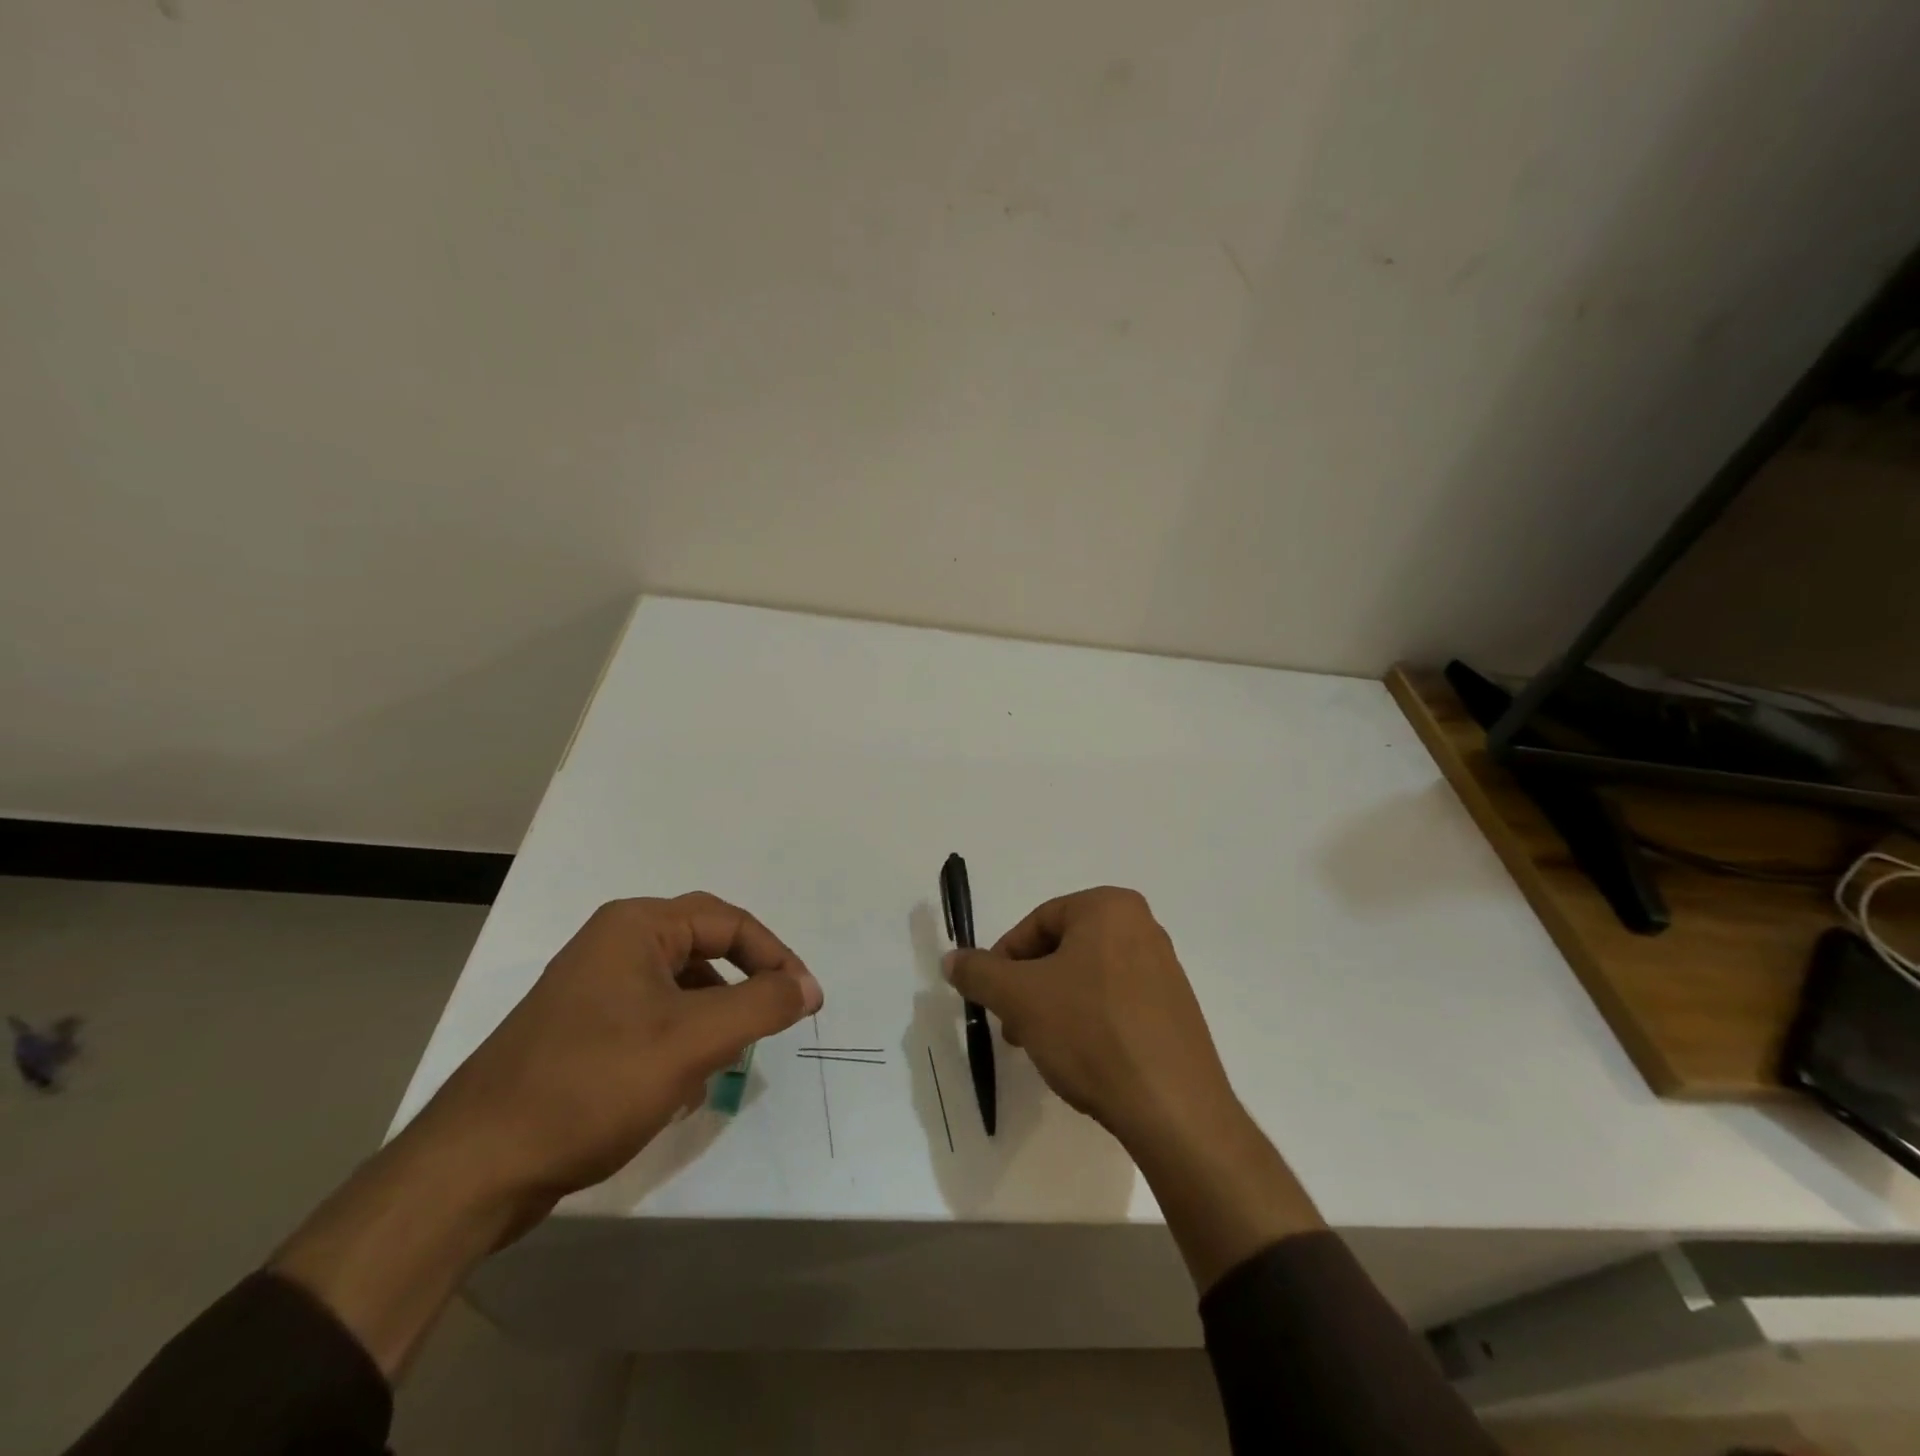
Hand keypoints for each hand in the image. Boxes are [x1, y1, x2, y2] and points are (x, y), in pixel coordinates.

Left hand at [409, 892, 823, 1219]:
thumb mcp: (693, 1040)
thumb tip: (807, 986)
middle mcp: (611, 944)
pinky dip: (678, 1043)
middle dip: (742, 988)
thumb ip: (762, 1004)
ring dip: (711, 1019)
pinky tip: (678, 1087)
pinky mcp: (579, 1031)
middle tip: (771, 1022)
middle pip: (703, 950)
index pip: (729, 922)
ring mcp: (590, 988)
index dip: (776, 957)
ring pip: (678, 989)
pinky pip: (650, 1019)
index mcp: (635, 926)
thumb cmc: (593, 1084)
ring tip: (723, 1061)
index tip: (805, 1002)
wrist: (474, 1168)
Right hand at [946, 886, 1322, 1288]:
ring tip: (1043, 1049)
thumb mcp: (1020, 998)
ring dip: (1055, 1007)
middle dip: (1030, 987)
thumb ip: (979, 973)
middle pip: (1063, 949)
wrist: (1173, 1108)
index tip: (991, 998)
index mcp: (1110, 907)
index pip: (1038, 922)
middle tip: (1013, 1027)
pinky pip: (1117, 1003)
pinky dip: (1089, 1022)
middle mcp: (1143, 927)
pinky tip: (1081, 1060)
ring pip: (1087, 978)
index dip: (1005, 960)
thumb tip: (951, 959)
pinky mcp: (1175, 1009)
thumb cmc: (1091, 1033)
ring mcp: (1164, 969)